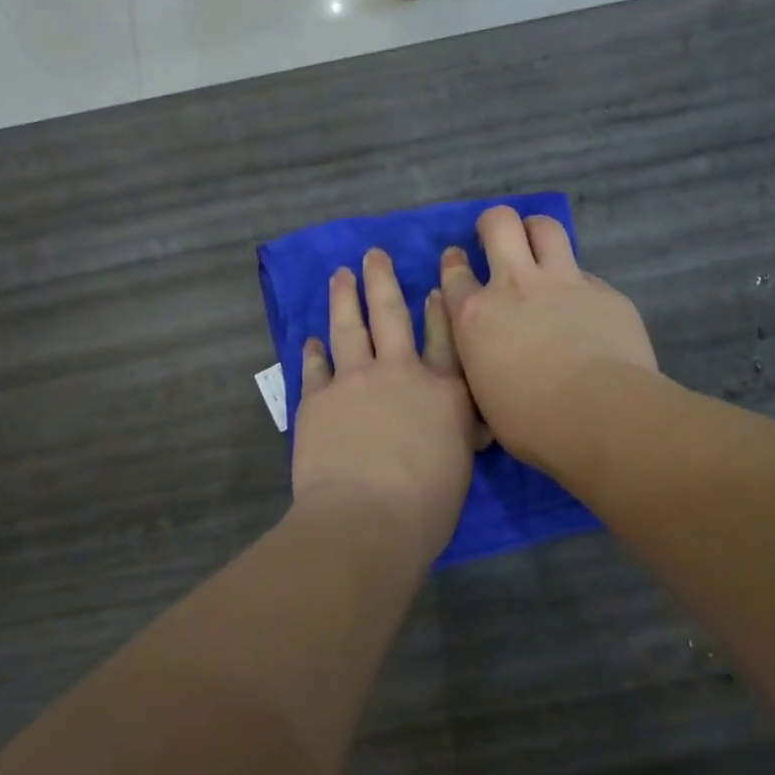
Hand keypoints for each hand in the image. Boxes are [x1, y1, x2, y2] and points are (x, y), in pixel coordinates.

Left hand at [291, 249, 483, 559]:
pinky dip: (314, 351)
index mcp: (444, 391)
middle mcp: (400, 373)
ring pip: (350, 327)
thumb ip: (458, 432)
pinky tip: (311, 339)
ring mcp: (355, 381)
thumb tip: (462, 420)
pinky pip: (315, 367)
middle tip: (374, 255)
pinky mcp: (318, 399)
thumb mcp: (461, 465)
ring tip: (340, 274)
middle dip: (383, 281)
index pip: (446, 337)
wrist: (366, 519)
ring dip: (345, 297)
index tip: (436, 281)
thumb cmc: (426, 507)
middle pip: (392, 315)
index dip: (441, 306)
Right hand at [440, 206, 657, 471]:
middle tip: (498, 239)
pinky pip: (586, 274)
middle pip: (499, 224)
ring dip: (537, 232)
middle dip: (494, 224)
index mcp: (475, 316)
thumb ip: (481, 359)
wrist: (600, 415)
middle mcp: (515, 285)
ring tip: (539, 247)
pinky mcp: (605, 292)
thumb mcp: (483, 394)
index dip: (454, 265)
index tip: (458, 263)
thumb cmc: (530, 422)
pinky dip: (578, 284)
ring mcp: (563, 282)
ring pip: (546, 228)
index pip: (454, 274)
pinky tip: (585, 308)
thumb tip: (490, 352)